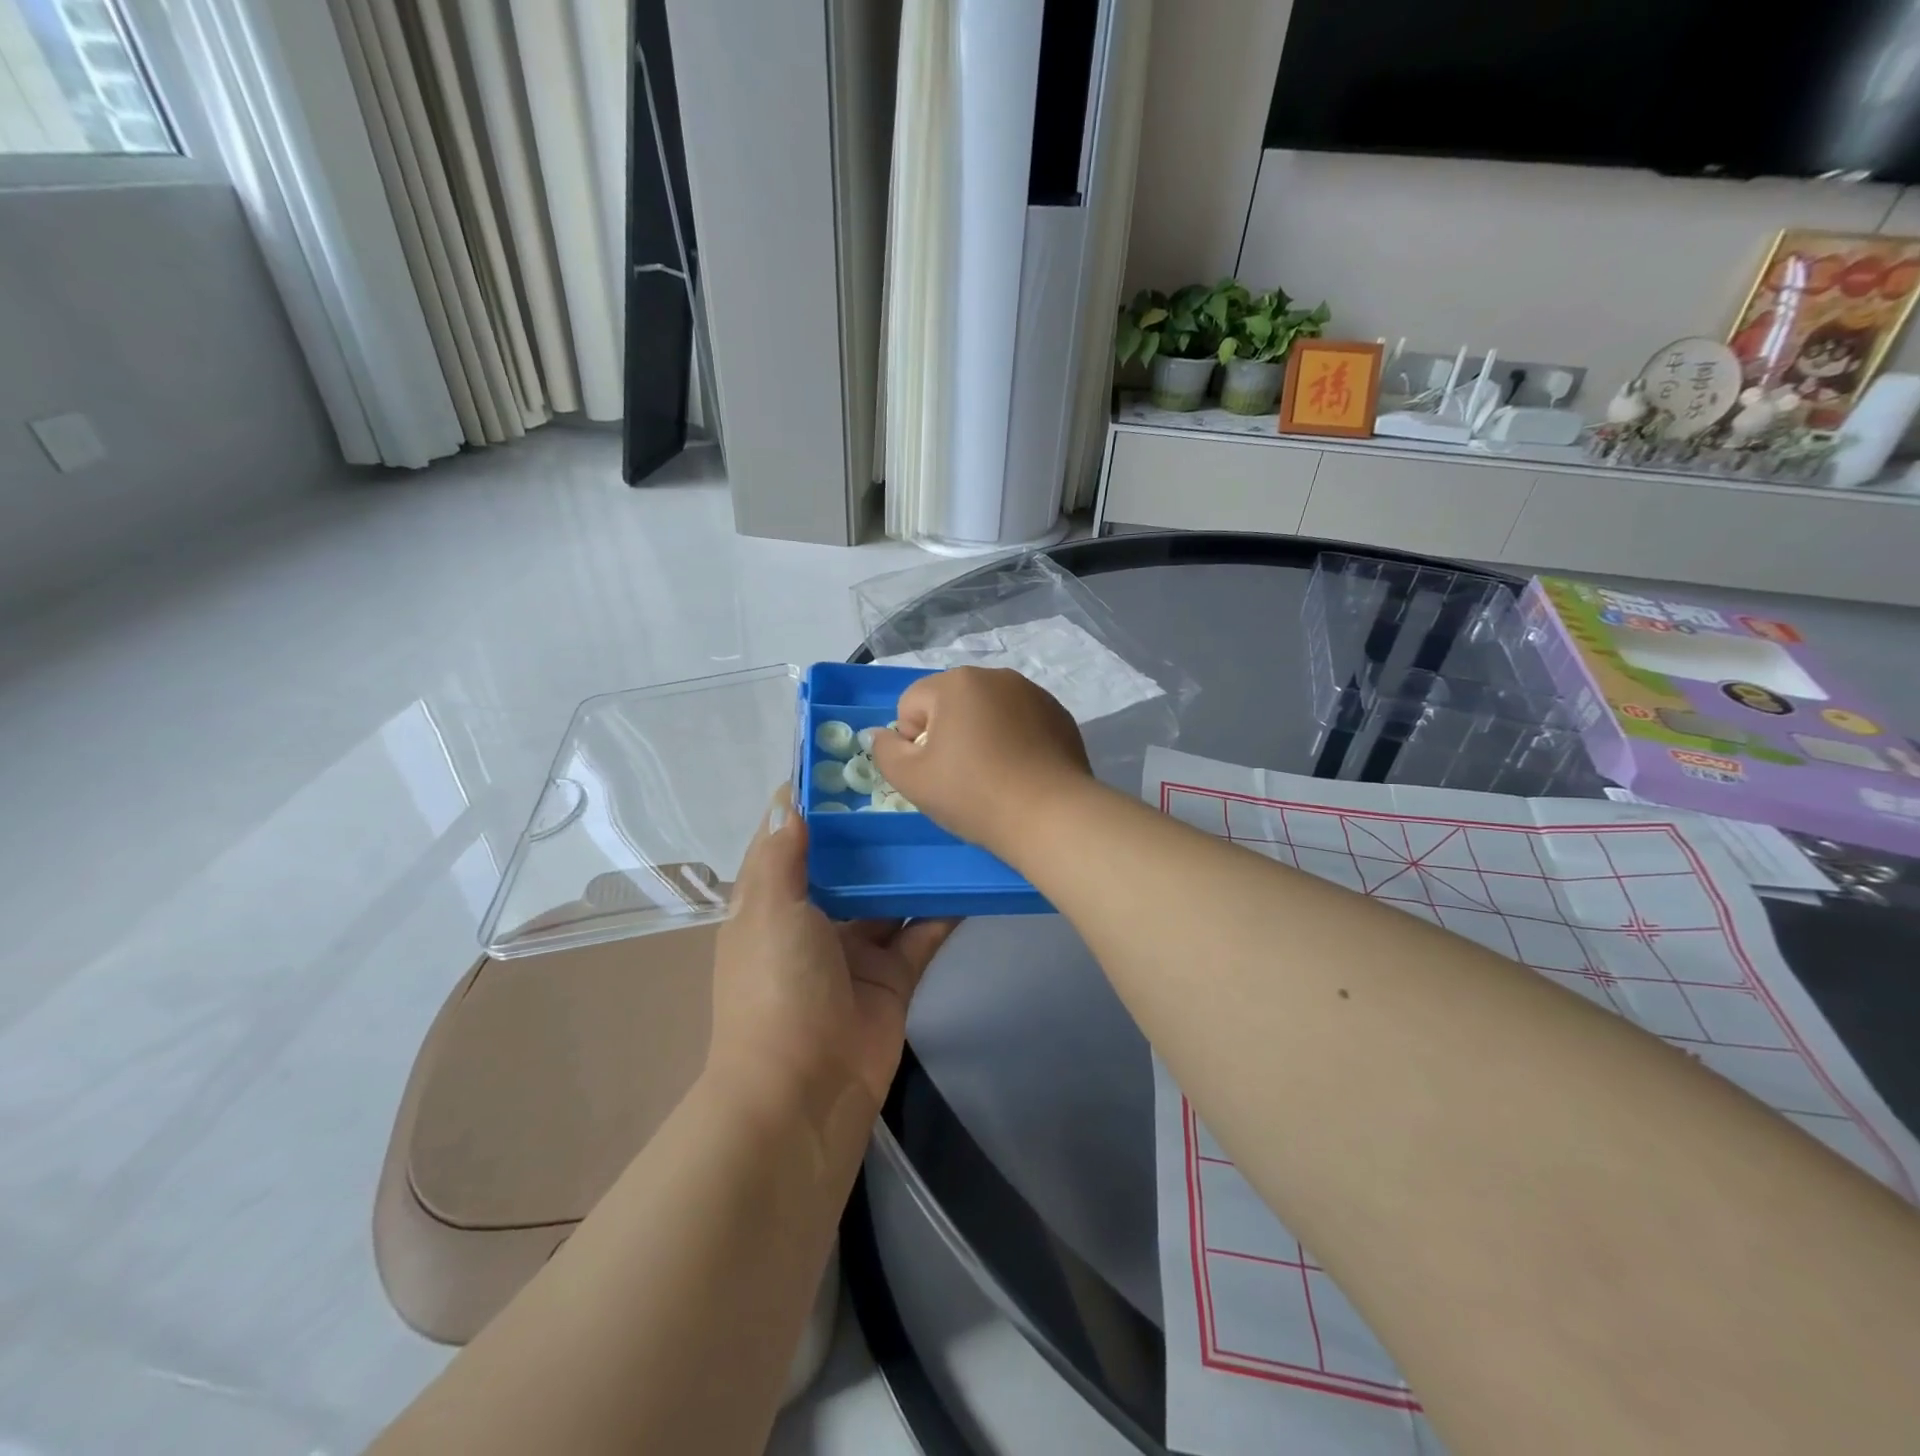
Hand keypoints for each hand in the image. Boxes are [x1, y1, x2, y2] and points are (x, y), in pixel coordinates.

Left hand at [708, 788, 957, 1119]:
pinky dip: (944, 906)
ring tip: (951, 816)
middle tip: (918, 779)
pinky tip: (971, 870)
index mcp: (773, 900)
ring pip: (891, 893)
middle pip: (849, 862)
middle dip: (877, 828)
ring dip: (914, 863)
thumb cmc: (776, 986)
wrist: (804, 1090)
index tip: (852, 756)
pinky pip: (923, 930)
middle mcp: (814, 918)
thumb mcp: (768, 909)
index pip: (792, 837)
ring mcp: (856, 947)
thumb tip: (787, 799)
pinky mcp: (895, 973)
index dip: (817, 800)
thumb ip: (782, 854)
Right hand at [869, 667, 1091, 854]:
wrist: (1050, 816)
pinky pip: (1020, 721)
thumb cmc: (974, 794)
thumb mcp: (912, 780)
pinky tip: (1021, 772)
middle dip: (947, 734)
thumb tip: (880, 733)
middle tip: (961, 777)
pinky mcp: (1058, 714)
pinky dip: (1013, 740)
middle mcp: (995, 676)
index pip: (911, 705)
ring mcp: (1032, 693)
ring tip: (994, 775)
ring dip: (981, 735)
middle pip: (950, 704)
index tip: (934, 772)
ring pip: (987, 711)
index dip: (912, 742)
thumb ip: (885, 751)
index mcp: (956, 682)